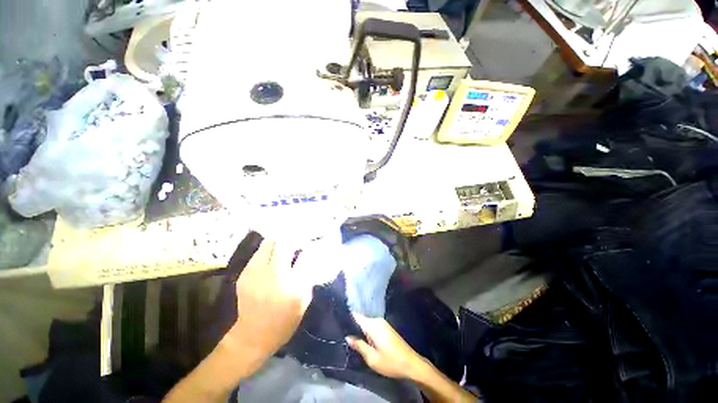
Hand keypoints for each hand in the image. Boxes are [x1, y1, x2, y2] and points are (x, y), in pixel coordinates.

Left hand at [225, 239, 312, 365]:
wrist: (251, 337)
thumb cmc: (284, 322)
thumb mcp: (304, 302)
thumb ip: (308, 277)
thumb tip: (311, 258)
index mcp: (293, 286)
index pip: (305, 255)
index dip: (310, 246)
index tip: (313, 242)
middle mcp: (274, 275)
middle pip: (284, 243)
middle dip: (293, 236)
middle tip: (299, 236)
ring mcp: (256, 273)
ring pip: (269, 243)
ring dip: (280, 239)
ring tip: (286, 240)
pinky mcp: (245, 273)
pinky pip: (259, 252)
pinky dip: (269, 248)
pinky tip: (274, 252)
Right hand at [346, 314, 426, 378]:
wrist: (411, 363)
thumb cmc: (390, 361)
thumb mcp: (372, 358)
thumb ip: (359, 345)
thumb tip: (348, 337)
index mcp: (372, 325)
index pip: (356, 316)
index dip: (347, 318)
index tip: (339, 321)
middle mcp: (377, 320)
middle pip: (362, 320)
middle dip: (354, 327)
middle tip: (345, 336)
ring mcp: (383, 323)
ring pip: (367, 324)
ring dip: (361, 330)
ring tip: (353, 339)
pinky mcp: (387, 328)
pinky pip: (373, 327)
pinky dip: (368, 332)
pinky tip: (365, 341)